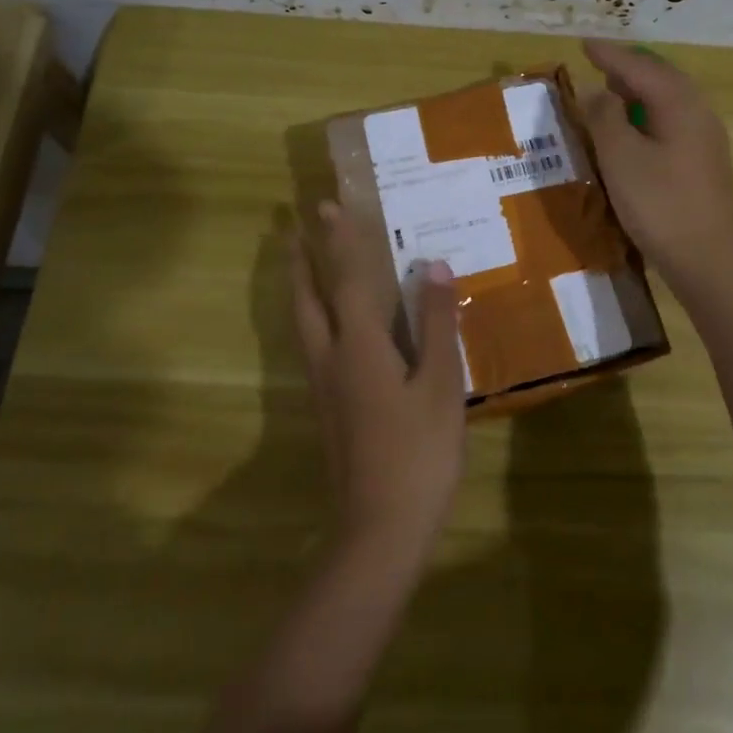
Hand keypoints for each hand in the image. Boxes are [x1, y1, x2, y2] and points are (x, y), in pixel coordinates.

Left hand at [291, 200, 467, 560]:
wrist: (380, 527)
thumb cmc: (419, 452)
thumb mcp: (440, 385)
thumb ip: (437, 325)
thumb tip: (433, 267)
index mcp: (360, 348)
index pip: (347, 281)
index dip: (340, 242)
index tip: (326, 205)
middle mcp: (332, 360)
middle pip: (308, 301)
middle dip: (301, 262)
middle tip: (292, 229)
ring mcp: (325, 388)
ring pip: (305, 327)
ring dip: (300, 290)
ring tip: (300, 267)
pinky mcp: (328, 411)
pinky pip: (314, 348)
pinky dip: (313, 320)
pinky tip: (329, 330)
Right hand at [579, 39, 732, 282]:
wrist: (708, 259)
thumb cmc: (659, 204)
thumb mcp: (620, 158)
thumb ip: (605, 117)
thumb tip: (596, 90)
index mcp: (679, 104)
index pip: (640, 67)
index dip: (610, 55)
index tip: (584, 44)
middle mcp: (698, 113)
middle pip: (661, 78)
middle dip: (628, 68)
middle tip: (598, 65)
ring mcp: (706, 139)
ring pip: (669, 100)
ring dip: (639, 92)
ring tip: (611, 92)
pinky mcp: (704, 164)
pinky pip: (672, 122)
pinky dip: (648, 115)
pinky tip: (633, 131)